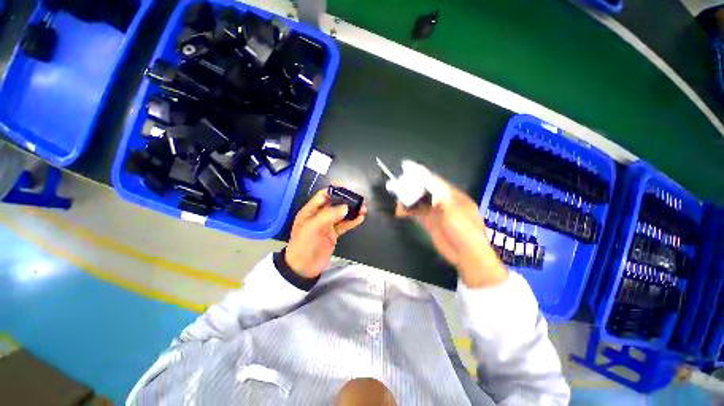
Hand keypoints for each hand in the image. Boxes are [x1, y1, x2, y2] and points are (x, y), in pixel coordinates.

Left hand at [286, 188, 367, 278]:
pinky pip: (344, 225)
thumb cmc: (305, 244)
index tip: (348, 189)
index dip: (335, 191)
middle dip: (347, 201)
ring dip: (352, 211)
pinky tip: (360, 218)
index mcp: (311, 210)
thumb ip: (329, 215)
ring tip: (363, 209)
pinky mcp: (333, 234)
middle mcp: (320, 215)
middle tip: (359, 200)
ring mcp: (327, 225)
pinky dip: (352, 221)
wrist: (304, 268)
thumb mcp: (313, 227)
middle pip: (335, 204)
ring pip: (341, 214)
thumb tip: (346, 207)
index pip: (324, 195)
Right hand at [396, 176, 507, 287]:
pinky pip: (418, 214)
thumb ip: (440, 196)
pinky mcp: (430, 223)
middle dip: (413, 189)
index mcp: (455, 196)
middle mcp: (445, 202)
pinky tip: (401, 212)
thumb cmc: (465, 231)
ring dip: (409, 201)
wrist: (466, 255)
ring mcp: (437, 213)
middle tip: (399, 187)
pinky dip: (409, 212)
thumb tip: (428, 181)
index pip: (437, 182)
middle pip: (427, 192)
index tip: (410, 171)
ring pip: (420, 203)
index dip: (424, 176)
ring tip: (398, 202)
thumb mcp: (454, 211)